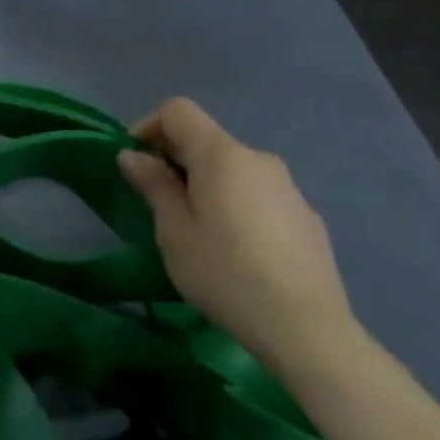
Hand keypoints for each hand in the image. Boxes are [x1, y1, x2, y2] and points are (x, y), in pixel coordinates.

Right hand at [117, 98, 355, 374]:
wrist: (306, 328)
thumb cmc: (224, 273)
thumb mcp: (173, 230)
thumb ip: (154, 184)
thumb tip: (133, 155)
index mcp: (222, 156)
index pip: (178, 111)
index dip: (148, 127)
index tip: (136, 165)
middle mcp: (258, 159)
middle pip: (206, 140)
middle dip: (175, 160)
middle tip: (159, 204)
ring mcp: (288, 187)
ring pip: (232, 169)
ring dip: (205, 184)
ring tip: (197, 231)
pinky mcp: (305, 216)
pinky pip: (257, 194)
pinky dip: (235, 204)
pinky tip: (236, 250)